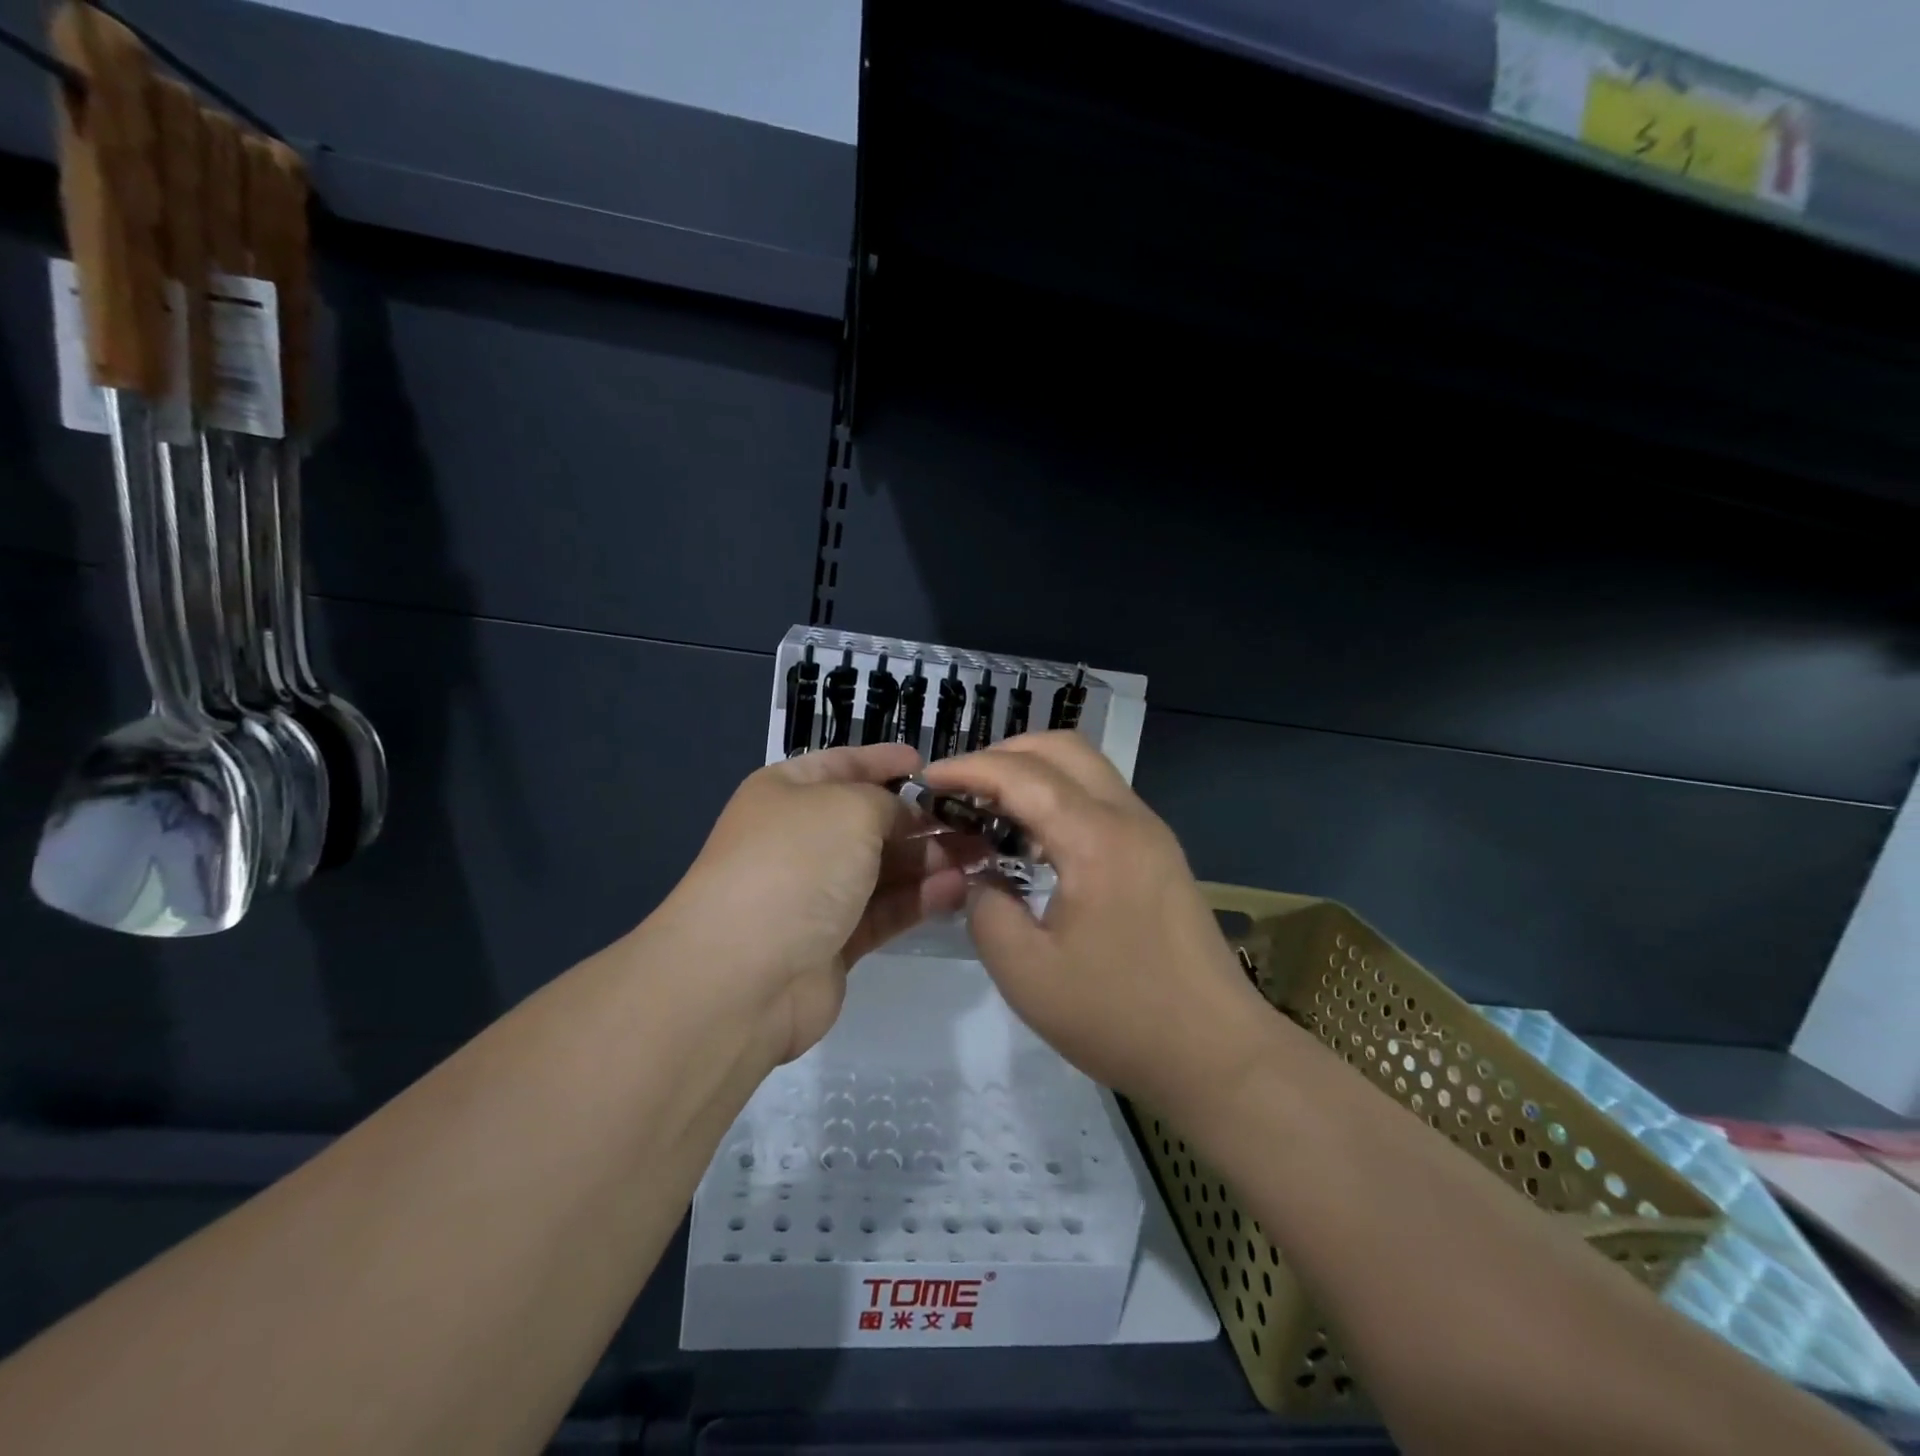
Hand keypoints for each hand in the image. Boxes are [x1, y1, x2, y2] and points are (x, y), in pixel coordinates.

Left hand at [667, 744, 975, 1064]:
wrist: (743, 973)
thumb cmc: (797, 864)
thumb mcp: (850, 808)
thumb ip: (890, 804)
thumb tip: (906, 818)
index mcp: (788, 792)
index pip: (844, 764)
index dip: (885, 761)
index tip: (928, 764)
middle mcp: (801, 838)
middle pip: (872, 821)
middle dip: (923, 819)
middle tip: (978, 822)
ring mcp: (815, 893)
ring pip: (884, 869)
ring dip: (931, 860)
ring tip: (981, 856)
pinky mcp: (833, 942)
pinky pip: (884, 911)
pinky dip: (920, 899)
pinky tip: (958, 889)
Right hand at [921, 733, 1273, 1110]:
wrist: (1217, 1053)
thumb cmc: (1119, 1016)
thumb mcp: (1026, 974)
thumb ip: (987, 910)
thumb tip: (983, 880)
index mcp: (1095, 838)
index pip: (1022, 774)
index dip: (968, 768)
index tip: (926, 779)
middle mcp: (1128, 817)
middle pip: (1062, 747)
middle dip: (1004, 754)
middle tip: (961, 787)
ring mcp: (1150, 833)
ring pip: (1086, 769)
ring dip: (1034, 773)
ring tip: (990, 808)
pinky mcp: (1158, 854)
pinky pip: (1101, 800)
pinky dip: (1059, 798)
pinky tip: (1033, 841)